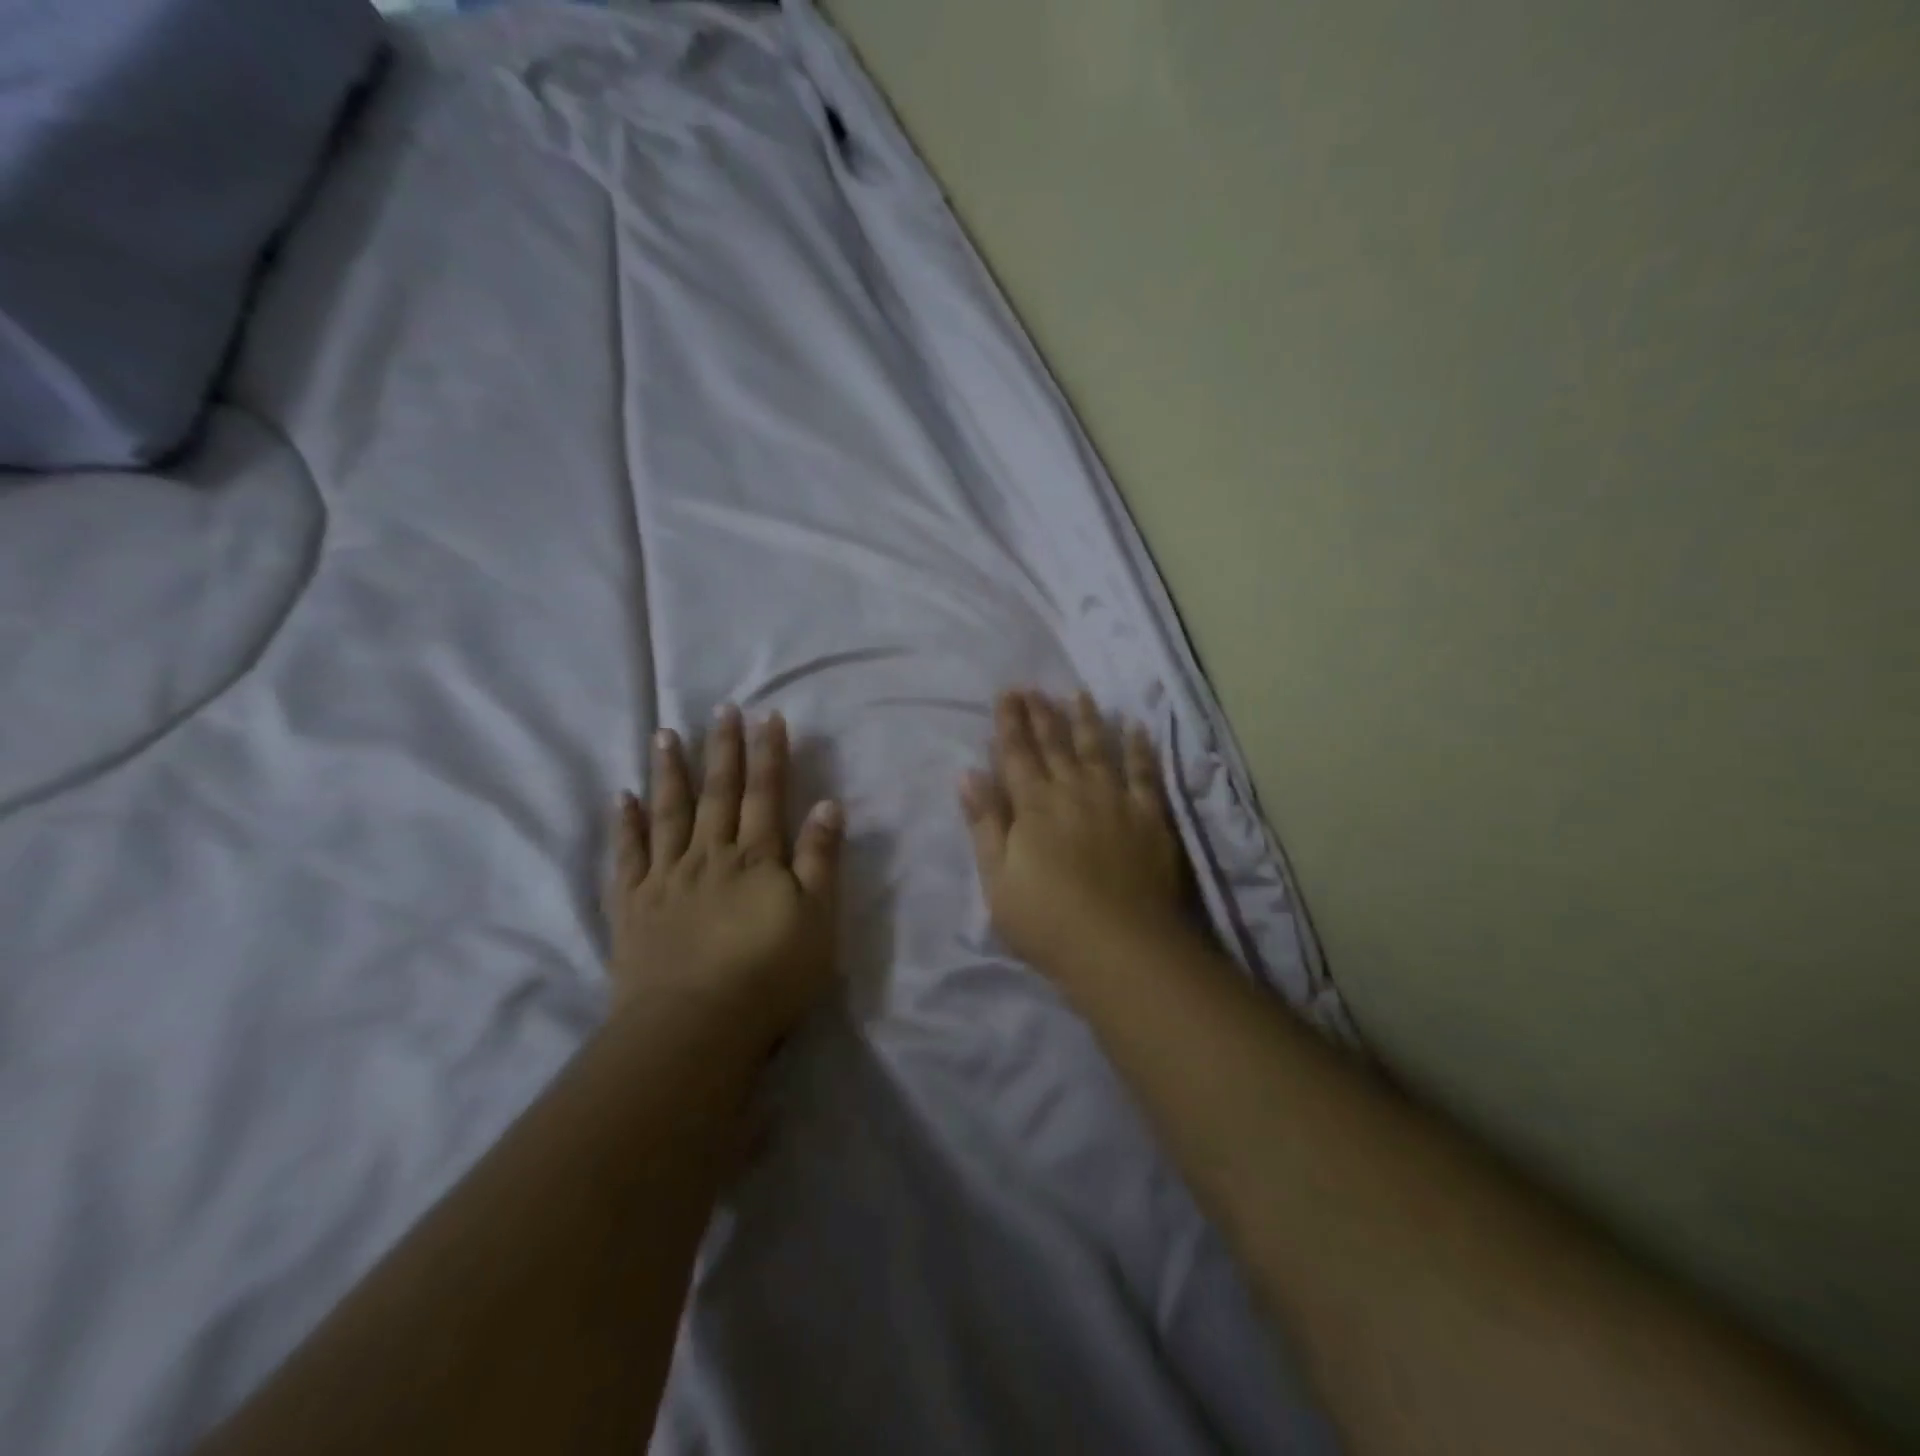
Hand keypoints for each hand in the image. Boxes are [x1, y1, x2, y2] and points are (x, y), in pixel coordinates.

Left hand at [607, 706, 842, 1052]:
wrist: (694, 1027)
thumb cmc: (769, 975)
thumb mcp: (816, 919)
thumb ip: (820, 859)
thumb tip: (828, 803)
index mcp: (755, 858)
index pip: (764, 794)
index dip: (768, 754)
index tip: (767, 716)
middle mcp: (709, 856)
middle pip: (717, 793)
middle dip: (722, 748)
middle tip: (720, 708)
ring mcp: (665, 878)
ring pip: (668, 814)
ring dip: (670, 772)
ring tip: (665, 734)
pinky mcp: (633, 906)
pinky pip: (627, 856)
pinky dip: (625, 824)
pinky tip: (622, 797)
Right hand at [960, 690, 1188, 977]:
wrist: (1121, 948)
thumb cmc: (1048, 921)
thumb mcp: (998, 880)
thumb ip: (985, 824)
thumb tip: (968, 774)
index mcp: (1033, 806)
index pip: (1016, 754)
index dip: (1009, 722)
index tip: (1006, 693)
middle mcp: (1073, 791)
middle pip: (1055, 744)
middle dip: (1041, 713)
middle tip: (1034, 686)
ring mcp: (1115, 800)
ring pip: (1098, 749)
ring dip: (1087, 719)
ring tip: (1079, 694)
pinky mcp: (1150, 817)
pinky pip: (1144, 773)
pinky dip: (1139, 748)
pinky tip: (1135, 727)